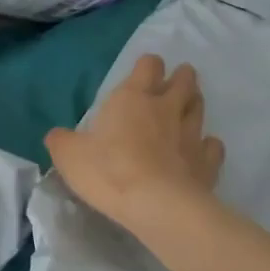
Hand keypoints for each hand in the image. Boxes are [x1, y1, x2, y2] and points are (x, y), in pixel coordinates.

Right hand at [44, 55, 224, 231]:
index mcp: (133, 98)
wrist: (157, 205)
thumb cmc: (109, 171)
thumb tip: (56, 135)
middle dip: (181, 78)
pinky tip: (201, 151)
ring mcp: (192, 134)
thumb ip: (62, 141)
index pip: (148, 65)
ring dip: (194, 104)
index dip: (147, 66)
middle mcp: (166, 108)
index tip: (144, 72)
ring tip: (188, 109)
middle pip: (184, 81)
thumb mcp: (70, 156)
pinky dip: (208, 146)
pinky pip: (213, 146)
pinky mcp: (208, 162)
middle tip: (175, 83)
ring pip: (199, 107)